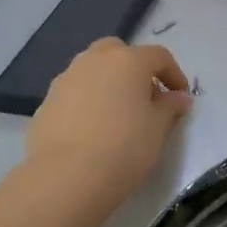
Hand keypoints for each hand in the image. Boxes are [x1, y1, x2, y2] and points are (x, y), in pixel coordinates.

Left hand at [25, 38, 192, 211]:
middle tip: (145, 97)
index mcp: (127, 61)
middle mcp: (94, 60)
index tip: (180, 98)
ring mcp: (65, 79)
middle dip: (134, 69)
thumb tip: (178, 97)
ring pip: (92, 70)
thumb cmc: (124, 147)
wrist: (67, 175)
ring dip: (108, 83)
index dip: (174, 74)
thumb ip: (169, 107)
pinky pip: (74, 93)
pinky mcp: (46, 102)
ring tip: (117, 114)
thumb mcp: (158, 129)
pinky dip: (87, 102)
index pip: (158, 56)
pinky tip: (92, 130)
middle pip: (118, 52)